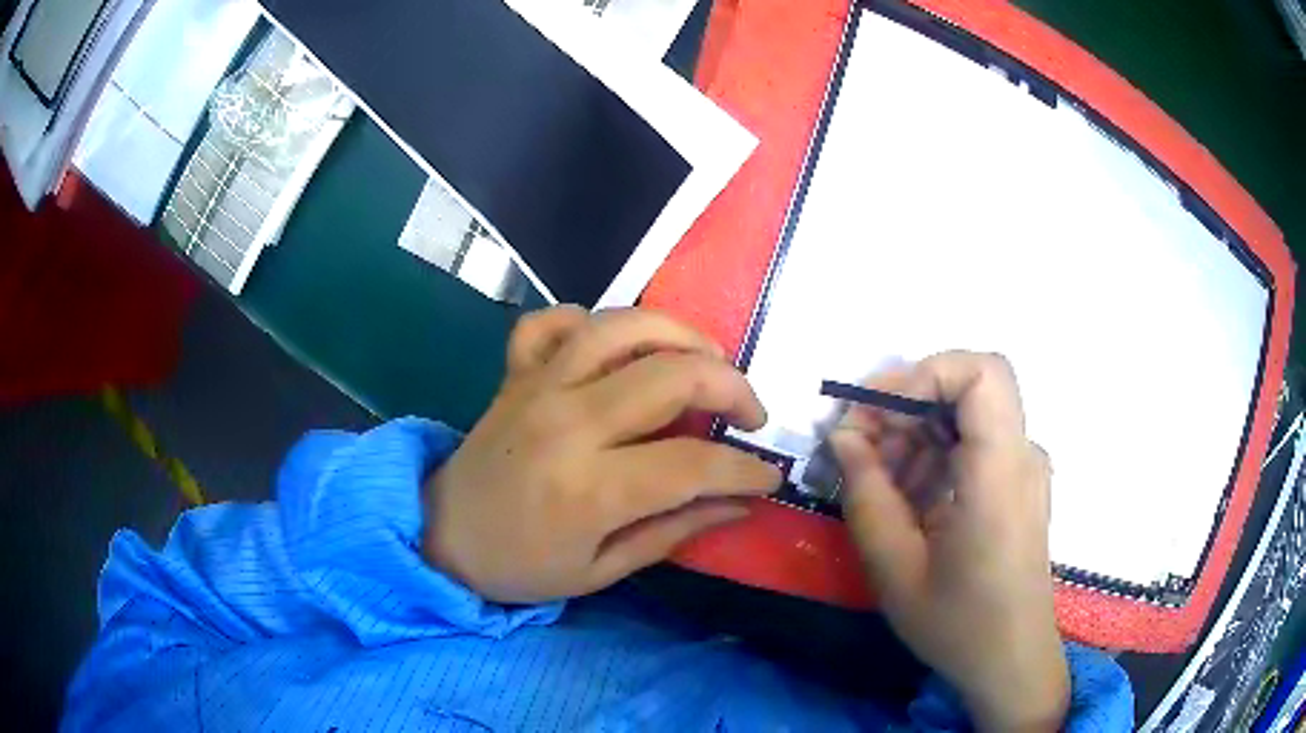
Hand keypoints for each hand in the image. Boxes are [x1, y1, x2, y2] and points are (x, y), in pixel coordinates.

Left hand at [423, 306, 781, 603]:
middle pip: (672, 375)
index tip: (768, 475)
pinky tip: (613, 348)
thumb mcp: (601, 570)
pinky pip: (551, 321)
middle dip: (732, 387)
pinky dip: (587, 320)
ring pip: (621, 326)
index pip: (694, 463)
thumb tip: (741, 503)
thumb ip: (674, 532)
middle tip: (749, 415)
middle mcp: (568, 422)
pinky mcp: (515, 372)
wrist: (443, 536)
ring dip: (679, 333)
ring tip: (706, 360)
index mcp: (591, 489)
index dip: (745, 468)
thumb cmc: (521, 566)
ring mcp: (538, 386)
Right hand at [831, 352, 1068, 731]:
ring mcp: (1022, 468)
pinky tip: (905, 499)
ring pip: (965, 414)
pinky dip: (932, 456)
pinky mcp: (1016, 483)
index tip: (877, 413)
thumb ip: (867, 495)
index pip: (982, 372)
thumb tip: (844, 436)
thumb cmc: (958, 625)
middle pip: (967, 387)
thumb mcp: (895, 570)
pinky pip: (973, 444)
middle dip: (906, 404)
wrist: (1011, 661)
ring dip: (915, 433)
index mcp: (999, 474)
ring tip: (875, 482)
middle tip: (856, 447)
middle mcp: (1021, 456)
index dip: (925, 374)